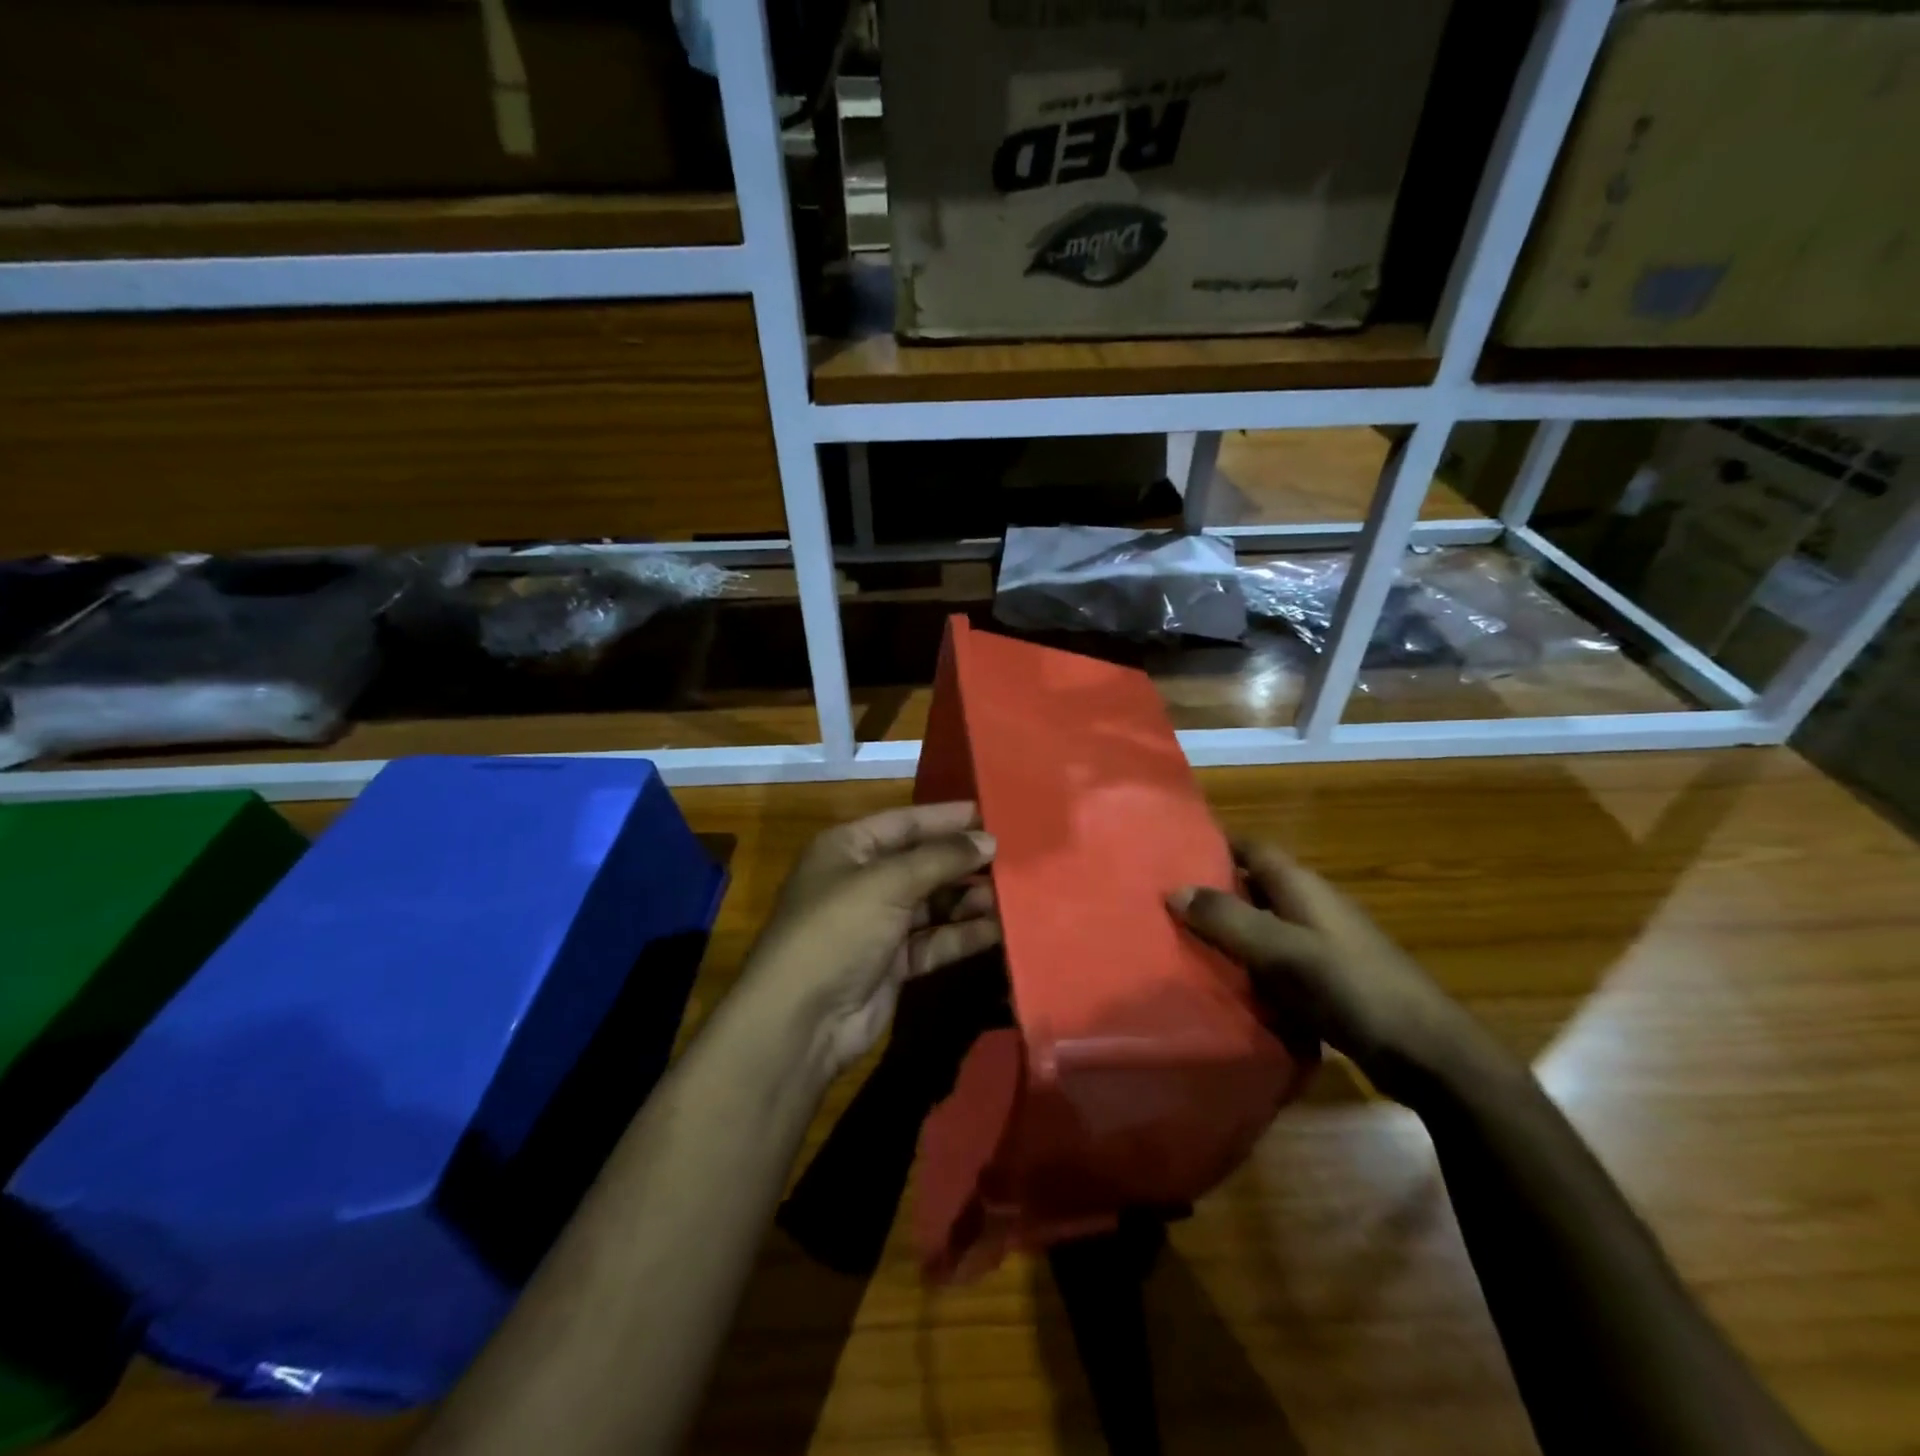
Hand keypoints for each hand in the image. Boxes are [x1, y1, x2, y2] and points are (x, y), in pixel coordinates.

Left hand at [742, 802, 999, 1076]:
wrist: (800, 1021)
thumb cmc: (838, 930)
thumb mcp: (887, 883)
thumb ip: (941, 858)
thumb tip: (988, 840)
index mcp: (849, 847)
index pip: (906, 822)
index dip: (948, 818)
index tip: (994, 814)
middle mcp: (863, 880)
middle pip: (923, 862)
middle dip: (965, 861)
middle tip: (1016, 857)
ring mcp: (878, 924)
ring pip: (934, 903)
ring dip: (970, 899)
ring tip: (1013, 893)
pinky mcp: (893, 963)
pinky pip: (935, 939)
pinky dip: (963, 934)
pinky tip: (1000, 929)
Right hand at [1168, 839, 1491, 1105]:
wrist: (1427, 1054)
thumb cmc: (1353, 988)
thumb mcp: (1283, 951)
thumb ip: (1228, 919)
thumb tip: (1173, 890)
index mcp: (1302, 886)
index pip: (1251, 848)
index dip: (1214, 845)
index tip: (1170, 853)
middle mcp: (1311, 906)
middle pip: (1252, 886)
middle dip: (1212, 891)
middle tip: (1162, 904)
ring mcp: (1321, 943)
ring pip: (1261, 925)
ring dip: (1228, 931)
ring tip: (1179, 943)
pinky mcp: (1327, 979)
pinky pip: (1275, 960)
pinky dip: (1248, 965)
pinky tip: (1223, 983)